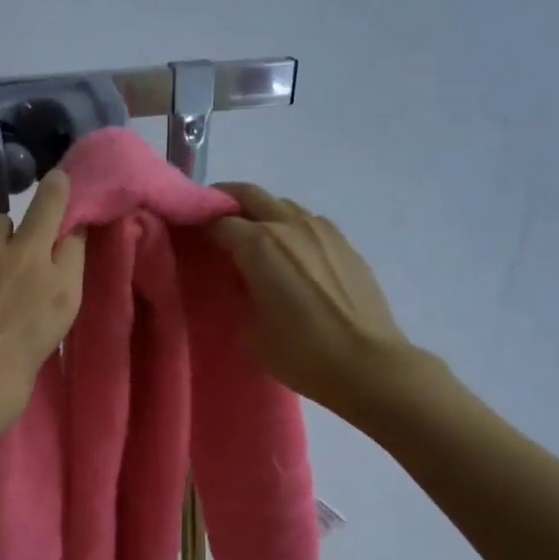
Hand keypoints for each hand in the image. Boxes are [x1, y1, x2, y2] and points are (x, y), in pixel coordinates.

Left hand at [0, 169, 86, 461]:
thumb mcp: (40, 348)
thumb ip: (42, 307)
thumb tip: (31, 290)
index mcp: (60, 292)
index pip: (76, 238)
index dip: (71, 235)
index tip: (67, 236)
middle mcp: (27, 260)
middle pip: (48, 203)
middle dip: (53, 192)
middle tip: (53, 186)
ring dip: (0, 240)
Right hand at [211, 184, 408, 416]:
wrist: (366, 364)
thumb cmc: (301, 353)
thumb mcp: (252, 329)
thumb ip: (241, 293)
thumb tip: (243, 279)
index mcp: (259, 244)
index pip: (219, 222)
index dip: (201, 228)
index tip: (192, 240)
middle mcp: (289, 225)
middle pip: (251, 195)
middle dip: (228, 200)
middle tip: (214, 219)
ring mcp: (322, 230)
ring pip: (283, 205)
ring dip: (263, 213)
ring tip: (255, 240)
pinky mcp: (345, 243)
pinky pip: (309, 223)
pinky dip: (291, 228)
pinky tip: (291, 255)